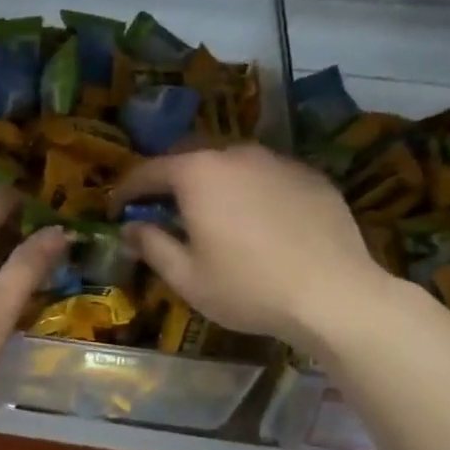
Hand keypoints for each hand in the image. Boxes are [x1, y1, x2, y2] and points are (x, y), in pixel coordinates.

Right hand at [114, 143, 396, 353]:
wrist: (334, 294)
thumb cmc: (247, 287)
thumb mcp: (186, 277)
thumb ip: (152, 245)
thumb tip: (130, 229)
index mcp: (197, 174)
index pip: (148, 171)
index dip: (126, 190)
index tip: (116, 210)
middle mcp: (235, 155)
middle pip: (189, 157)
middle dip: (168, 180)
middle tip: (159, 208)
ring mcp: (277, 161)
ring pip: (231, 163)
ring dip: (210, 182)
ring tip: (208, 212)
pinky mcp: (310, 175)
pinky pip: (266, 175)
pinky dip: (249, 190)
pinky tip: (255, 220)